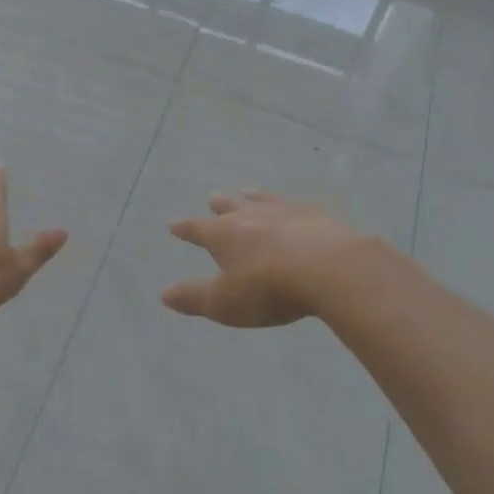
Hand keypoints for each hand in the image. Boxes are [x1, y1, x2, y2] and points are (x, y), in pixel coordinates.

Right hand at [161, 190, 369, 327]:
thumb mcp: (224, 302)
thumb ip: (194, 297)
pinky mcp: (317, 215)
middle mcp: (250, 216)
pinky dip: (291, 206)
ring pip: (263, 200)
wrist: (329, 268)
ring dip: (254, 197)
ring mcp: (285, 211)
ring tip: (249, 191)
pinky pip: (297, 205)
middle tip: (213, 198)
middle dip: (220, 205)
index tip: (173, 225)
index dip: (184, 229)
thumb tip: (164, 294)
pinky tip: (297, 208)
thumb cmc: (268, 288)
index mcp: (223, 234)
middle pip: (230, 207)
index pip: (197, 229)